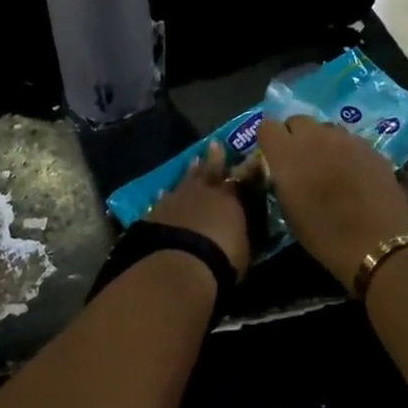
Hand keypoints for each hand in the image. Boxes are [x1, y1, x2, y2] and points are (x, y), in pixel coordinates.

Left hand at [147, 143, 250, 279]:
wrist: (180, 263)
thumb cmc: (221, 259)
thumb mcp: (243, 247)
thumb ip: (240, 230)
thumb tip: (240, 224)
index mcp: (229, 198)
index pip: (242, 178)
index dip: (248, 167)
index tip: (252, 155)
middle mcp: (203, 191)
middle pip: (210, 169)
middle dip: (214, 157)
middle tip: (215, 143)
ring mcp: (177, 198)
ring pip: (185, 180)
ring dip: (190, 172)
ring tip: (193, 161)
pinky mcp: (156, 212)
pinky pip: (162, 200)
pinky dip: (165, 197)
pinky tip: (162, 194)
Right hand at [253, 117, 407, 290]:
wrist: (378, 243)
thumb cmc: (325, 235)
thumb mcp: (289, 210)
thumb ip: (281, 179)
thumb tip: (282, 169)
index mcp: (287, 153)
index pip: (267, 126)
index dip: (270, 140)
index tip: (274, 155)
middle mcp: (314, 136)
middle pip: (297, 121)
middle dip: (295, 136)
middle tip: (301, 160)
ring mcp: (344, 138)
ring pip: (325, 128)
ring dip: (322, 142)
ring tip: (329, 166)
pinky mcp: (369, 146)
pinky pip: (349, 140)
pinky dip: (346, 151)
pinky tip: (354, 173)